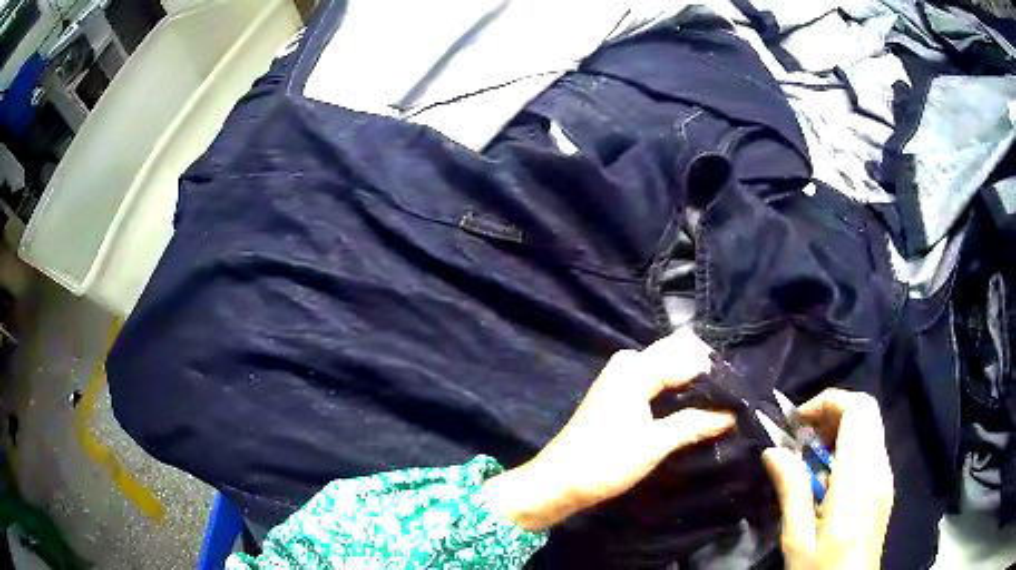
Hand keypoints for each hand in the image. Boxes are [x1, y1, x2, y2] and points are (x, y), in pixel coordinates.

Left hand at [483, 327, 735, 530]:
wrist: (559, 482)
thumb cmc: (606, 462)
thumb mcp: (655, 444)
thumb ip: (696, 424)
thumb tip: (733, 415)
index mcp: (637, 368)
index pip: (689, 359)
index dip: (718, 377)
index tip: (743, 396)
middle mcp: (629, 362)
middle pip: (679, 354)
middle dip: (706, 374)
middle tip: (733, 399)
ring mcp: (622, 376)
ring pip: (669, 366)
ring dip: (694, 381)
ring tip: (721, 404)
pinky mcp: (619, 392)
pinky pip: (657, 379)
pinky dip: (677, 389)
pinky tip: (696, 406)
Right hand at [762, 389, 893, 569]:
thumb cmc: (822, 569)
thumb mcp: (797, 538)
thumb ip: (791, 490)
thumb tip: (773, 451)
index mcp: (858, 476)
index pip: (858, 408)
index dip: (829, 402)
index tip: (797, 423)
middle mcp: (879, 466)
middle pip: (866, 411)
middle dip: (832, 412)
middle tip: (801, 439)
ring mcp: (885, 476)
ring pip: (869, 428)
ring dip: (839, 430)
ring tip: (809, 461)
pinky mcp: (884, 487)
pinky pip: (871, 448)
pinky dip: (849, 447)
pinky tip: (827, 480)